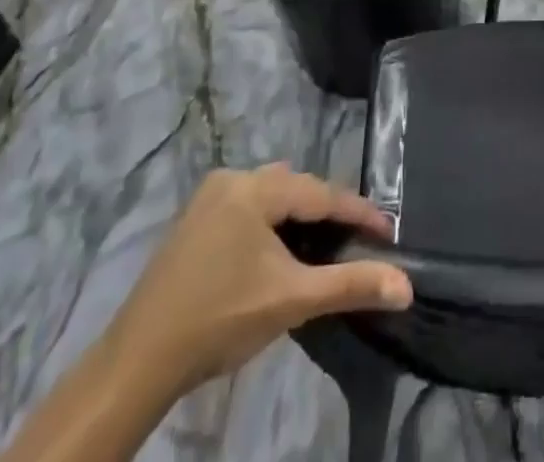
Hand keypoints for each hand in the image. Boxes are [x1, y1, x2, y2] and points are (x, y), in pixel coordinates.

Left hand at [102, 163, 411, 404]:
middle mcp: (232, 179)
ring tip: (326, 246)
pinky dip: (272, 224)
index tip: (390, 232)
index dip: (359, 213)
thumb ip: (351, 286)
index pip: (321, 193)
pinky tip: (282, 252)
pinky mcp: (194, 221)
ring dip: (300, 218)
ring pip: (271, 196)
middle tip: (358, 241)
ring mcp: (208, 198)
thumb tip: (406, 285)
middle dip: (329, 212)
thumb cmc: (220, 321)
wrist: (136, 364)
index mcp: (254, 187)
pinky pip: (249, 208)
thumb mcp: (292, 300)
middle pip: (297, 188)